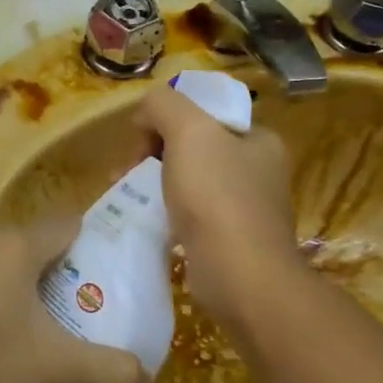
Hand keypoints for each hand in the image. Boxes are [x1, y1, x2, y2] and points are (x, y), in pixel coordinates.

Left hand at [0, 218, 144, 382]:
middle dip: (37, 267)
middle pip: (19, 242)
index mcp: (15, 248)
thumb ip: (108, 371)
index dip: (81, 241)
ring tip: (1, 322)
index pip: (62, 225)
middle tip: (49, 307)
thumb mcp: (56, 372)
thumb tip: (144, 375)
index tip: (90, 266)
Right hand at [135, 82, 306, 326]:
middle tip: (126, 170)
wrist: (240, 278)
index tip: (141, 140)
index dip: (167, 119)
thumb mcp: (189, 130)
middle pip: (191, 145)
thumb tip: (147, 114)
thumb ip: (164, 105)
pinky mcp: (228, 240)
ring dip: (151, 181)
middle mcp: (257, 170)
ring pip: (186, 180)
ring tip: (123, 193)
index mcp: (259, 139)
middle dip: (152, 152)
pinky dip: (162, 212)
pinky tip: (144, 219)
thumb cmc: (217, 196)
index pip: (204, 113)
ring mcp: (244, 208)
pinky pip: (187, 213)